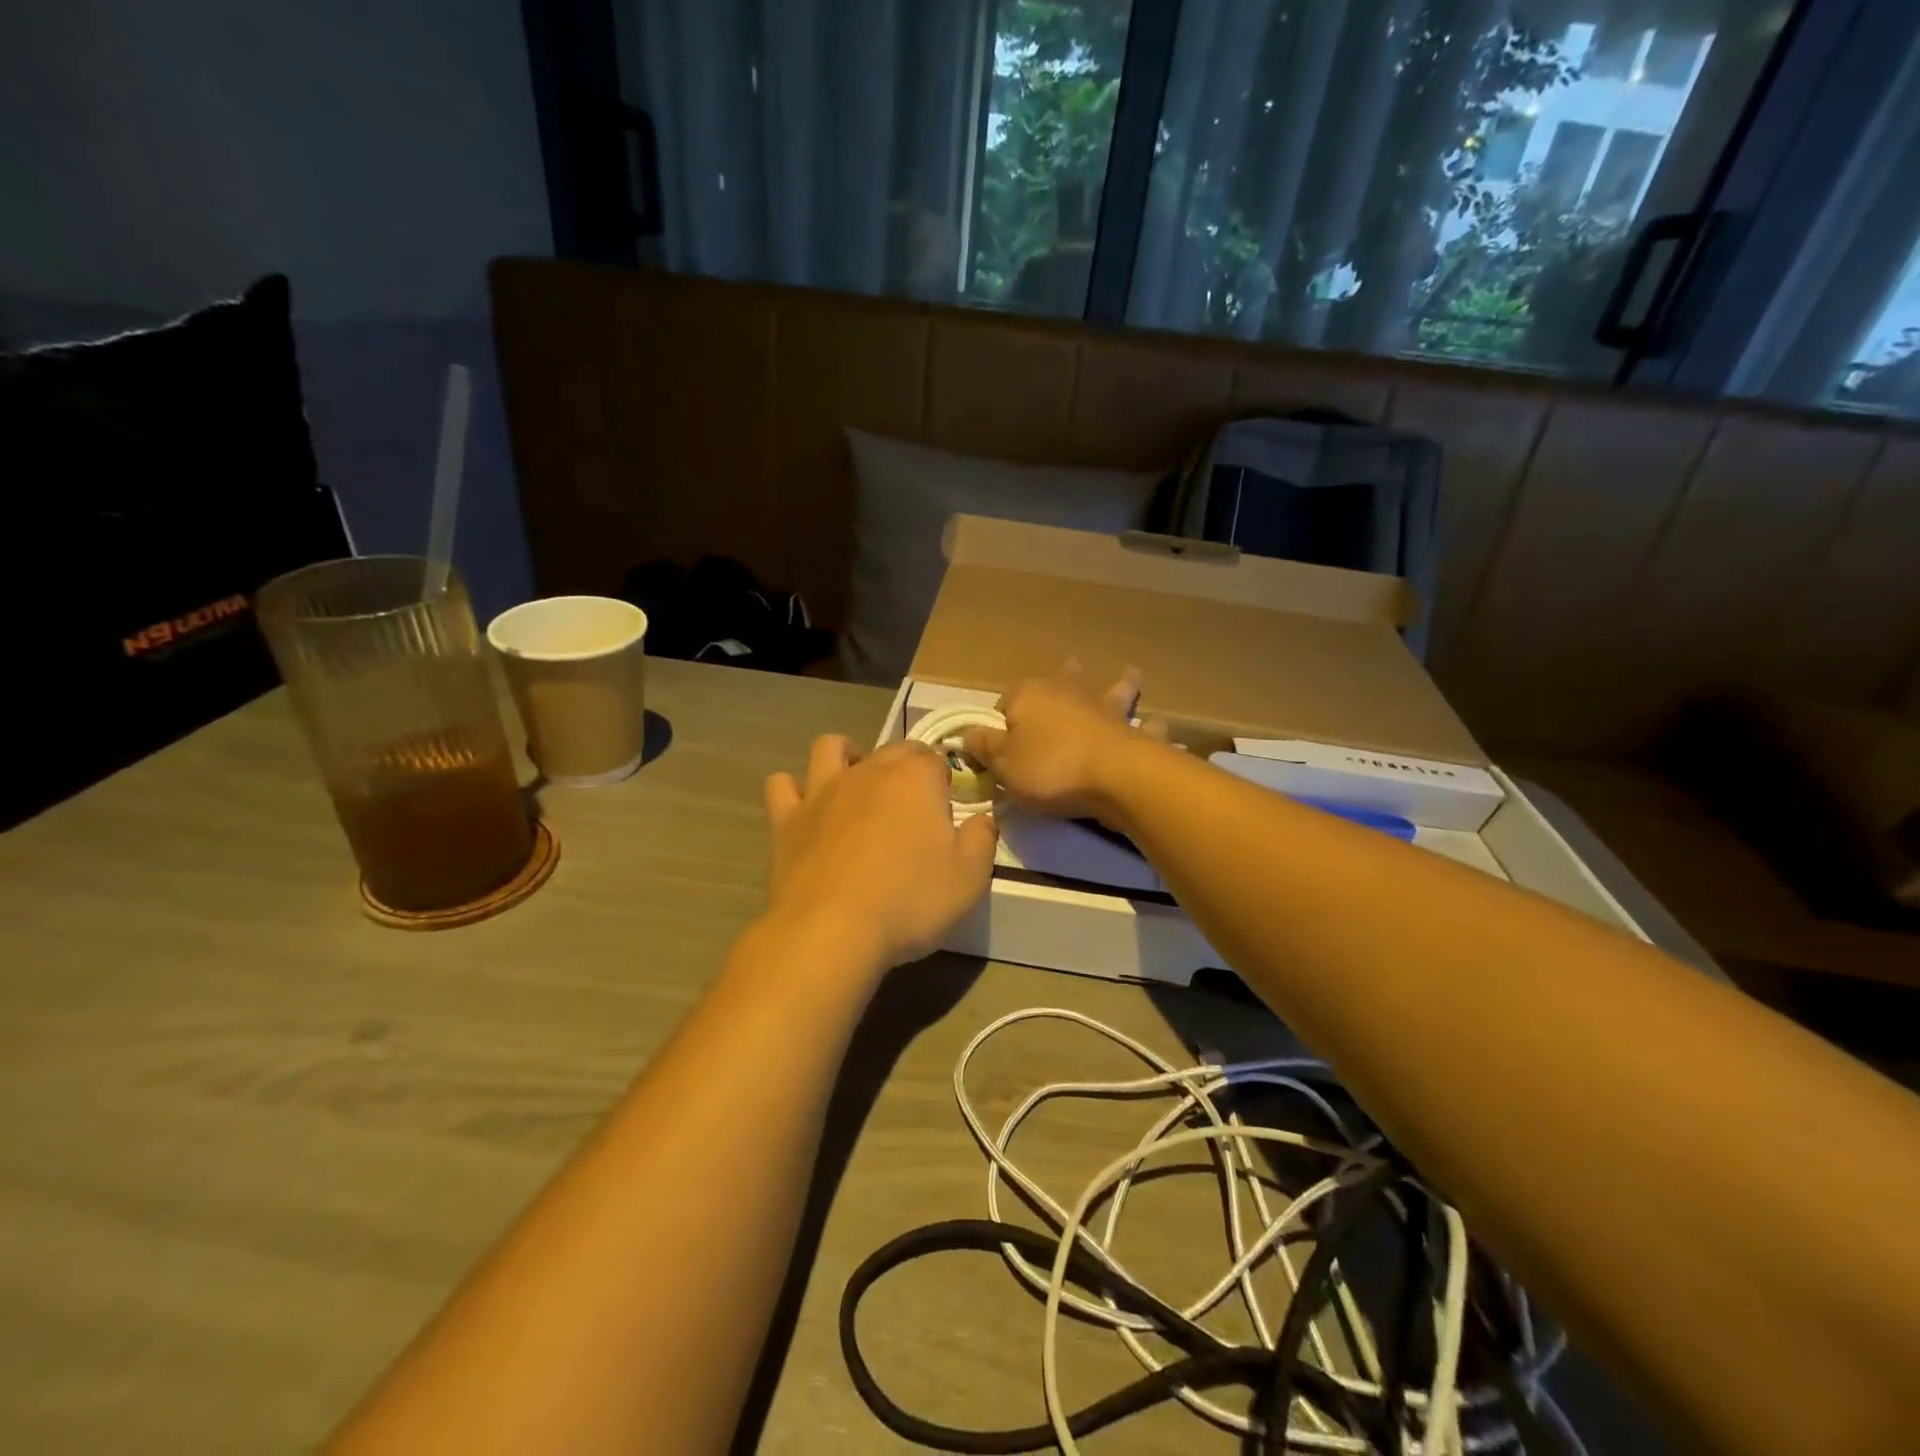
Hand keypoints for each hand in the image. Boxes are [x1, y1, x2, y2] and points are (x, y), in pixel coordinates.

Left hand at [764, 736, 998, 970]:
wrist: (832, 931)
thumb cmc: (909, 902)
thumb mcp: (970, 878)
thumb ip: (982, 840)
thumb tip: (983, 819)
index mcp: (915, 779)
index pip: (936, 759)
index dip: (946, 781)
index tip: (948, 810)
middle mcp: (868, 771)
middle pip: (892, 749)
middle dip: (907, 765)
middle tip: (914, 807)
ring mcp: (822, 791)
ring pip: (831, 748)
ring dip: (846, 756)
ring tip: (857, 784)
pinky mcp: (787, 819)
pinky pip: (782, 785)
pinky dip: (794, 790)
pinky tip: (806, 808)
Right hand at [964, 665, 1160, 819]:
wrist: (1115, 777)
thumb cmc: (1049, 767)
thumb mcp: (1002, 762)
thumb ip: (982, 746)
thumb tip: (968, 734)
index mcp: (1030, 695)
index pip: (1006, 701)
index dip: (1000, 722)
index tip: (997, 747)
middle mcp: (1070, 693)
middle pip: (1064, 679)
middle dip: (1066, 674)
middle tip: (1070, 664)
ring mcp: (1107, 711)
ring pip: (1114, 690)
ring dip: (1122, 684)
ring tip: (1131, 673)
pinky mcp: (1135, 734)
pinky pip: (1146, 728)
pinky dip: (1150, 728)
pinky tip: (1156, 727)